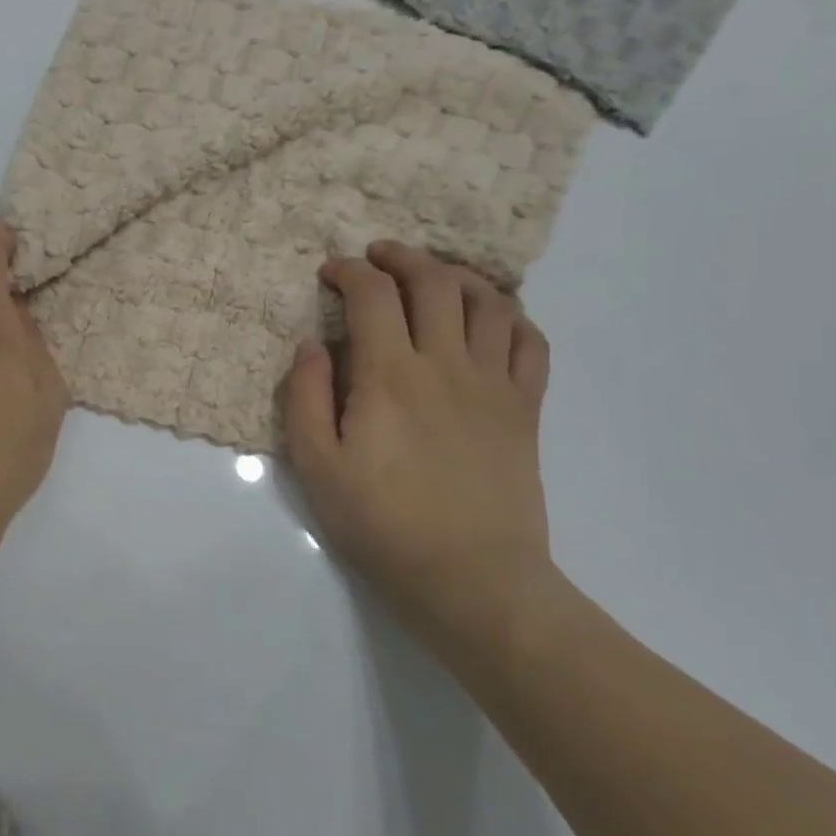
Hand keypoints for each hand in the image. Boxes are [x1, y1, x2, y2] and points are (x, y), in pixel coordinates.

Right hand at [283, 240, 558, 634]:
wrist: (471, 578)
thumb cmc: (382, 523)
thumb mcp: (317, 466)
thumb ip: (305, 396)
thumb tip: (312, 344)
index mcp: (390, 375)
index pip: (372, 295)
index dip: (348, 271)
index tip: (330, 273)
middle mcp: (446, 364)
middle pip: (433, 281)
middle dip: (400, 257)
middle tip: (377, 258)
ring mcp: (493, 383)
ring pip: (487, 301)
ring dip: (456, 275)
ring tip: (433, 277)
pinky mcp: (524, 408)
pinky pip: (529, 342)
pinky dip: (510, 316)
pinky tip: (489, 318)